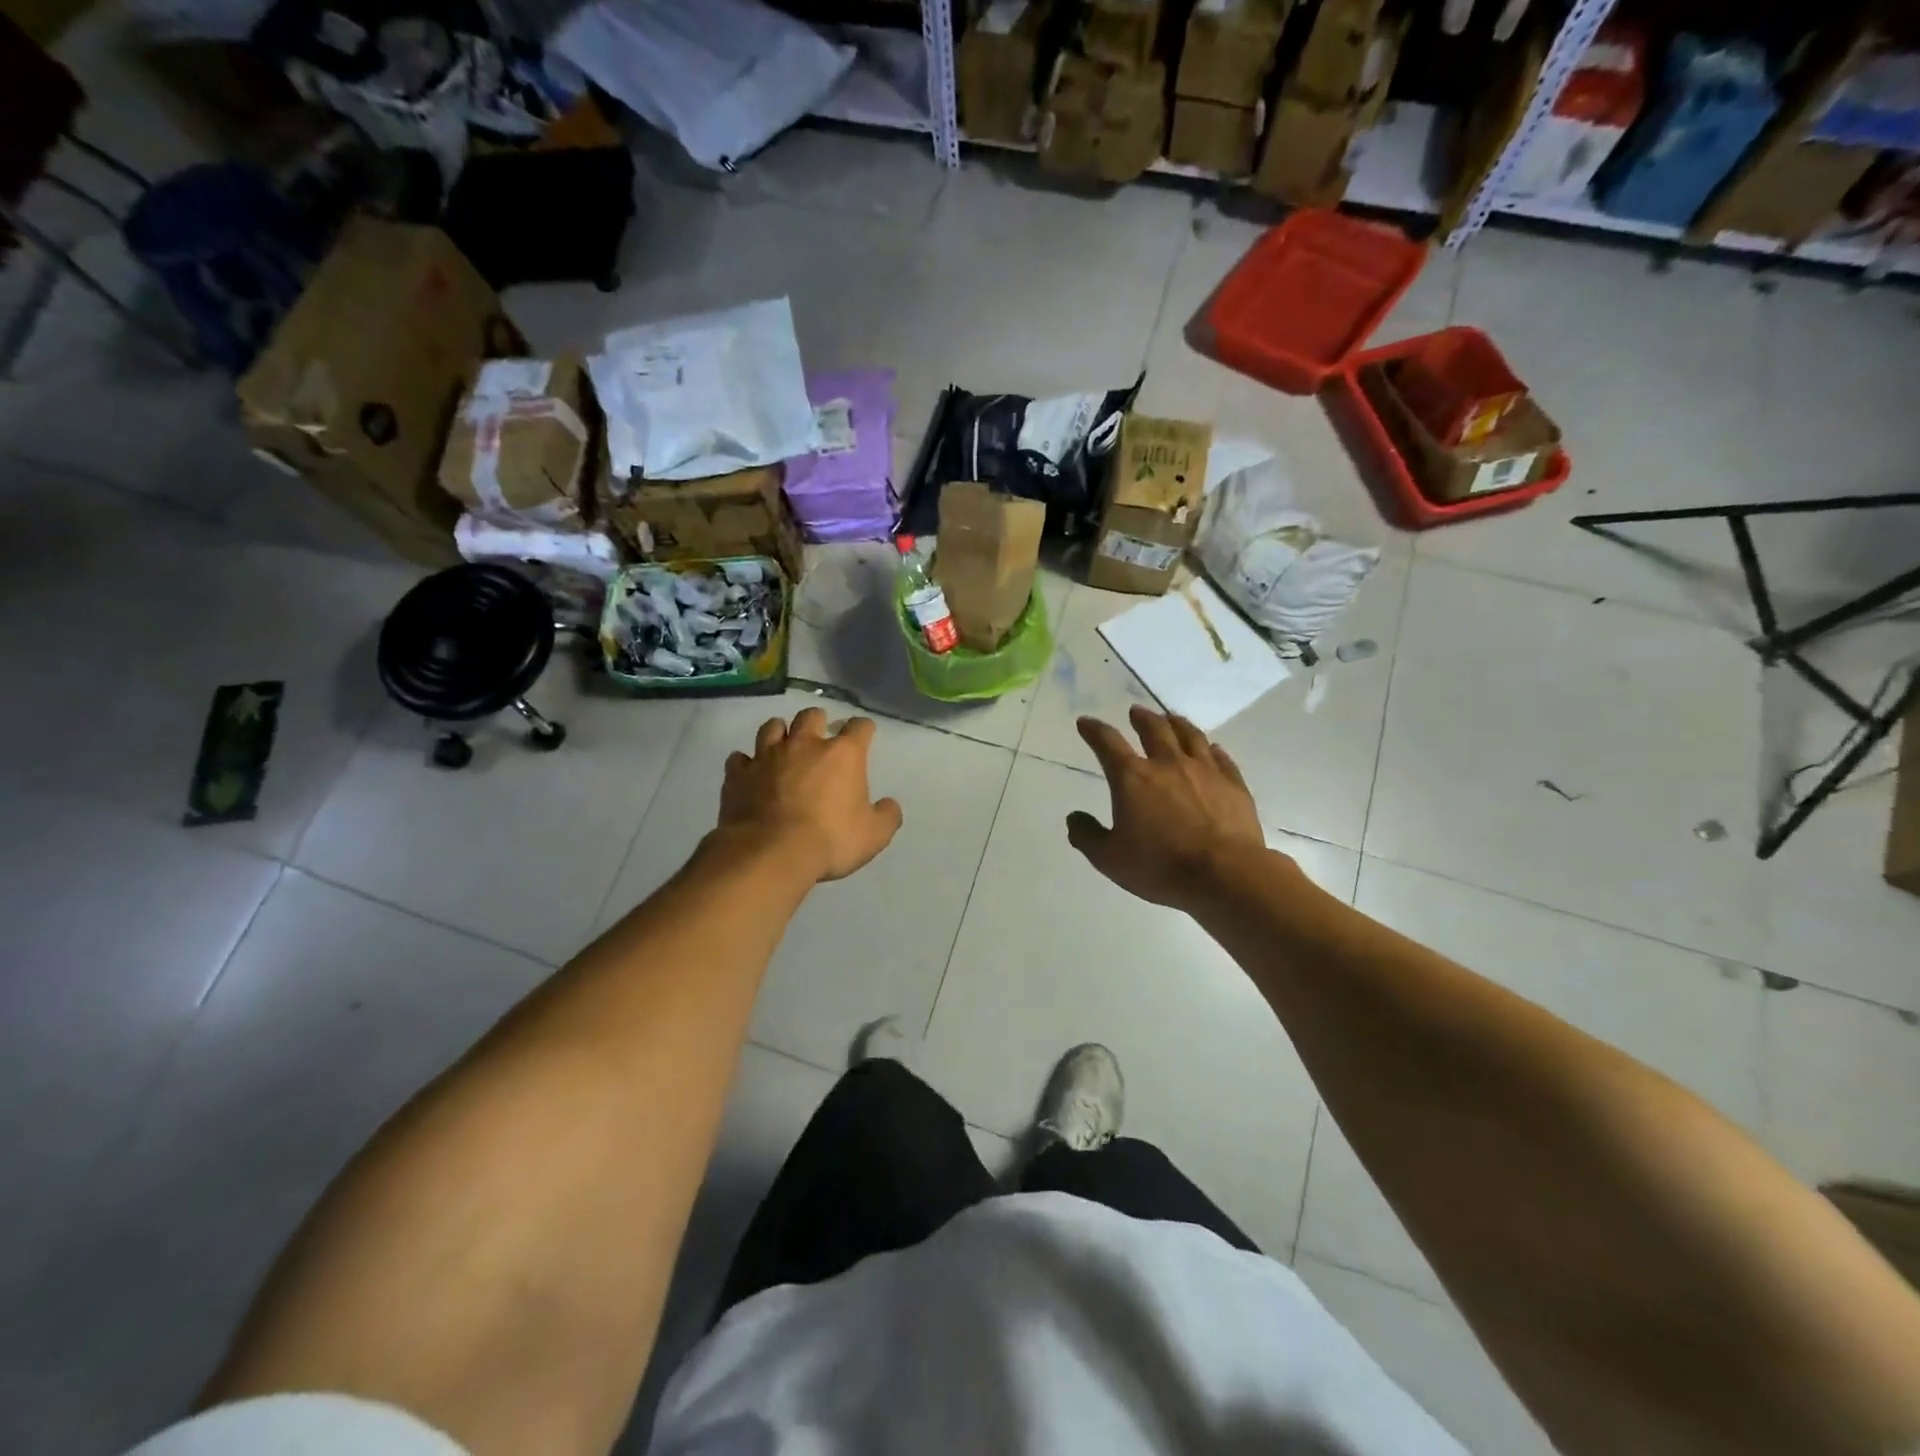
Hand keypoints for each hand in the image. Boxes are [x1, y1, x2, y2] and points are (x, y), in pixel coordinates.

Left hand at [719, 708, 903, 882]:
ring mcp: (767, 756)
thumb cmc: (829, 841)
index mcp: (842, 755)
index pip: (859, 727)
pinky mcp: (738, 774)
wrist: (770, 853)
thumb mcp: (874, 836)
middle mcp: (804, 745)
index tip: (865, 734)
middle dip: (818, 721)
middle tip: (820, 738)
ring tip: (783, 746)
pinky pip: (739, 758)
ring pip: (772, 727)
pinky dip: (746, 762)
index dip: (864, 728)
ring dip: (780, 733)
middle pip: (811, 715)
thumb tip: (889, 805)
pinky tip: (750, 772)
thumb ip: (887, 816)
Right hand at [1067, 707, 1269, 911]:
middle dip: (1141, 718)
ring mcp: (1205, 771)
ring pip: (1190, 735)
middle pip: (1154, 729)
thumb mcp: (1110, 859)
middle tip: (1136, 712)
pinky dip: (1212, 749)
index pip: (1107, 743)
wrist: (1225, 874)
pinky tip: (1212, 748)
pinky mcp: (1233, 784)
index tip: (1085, 722)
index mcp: (1132, 778)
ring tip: (1171, 718)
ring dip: (1177, 723)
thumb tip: (1074, 818)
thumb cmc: (1161, 866)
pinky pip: (1222, 758)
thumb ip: (1087, 836)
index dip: (1094, 730)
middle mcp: (1168, 764)